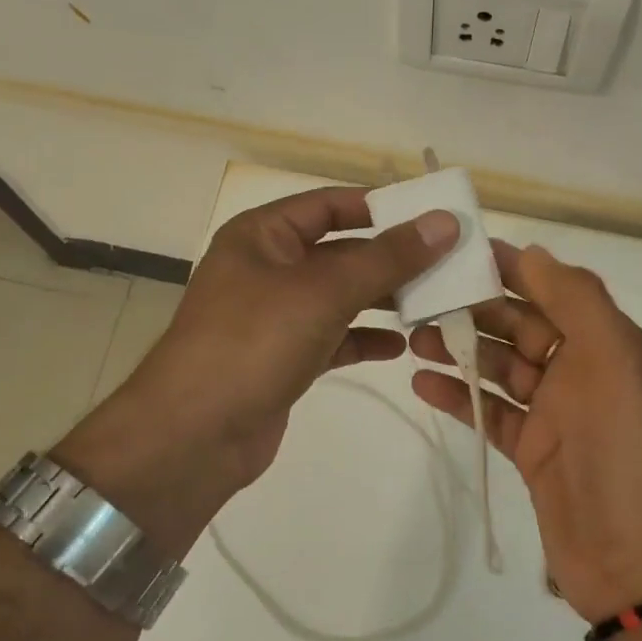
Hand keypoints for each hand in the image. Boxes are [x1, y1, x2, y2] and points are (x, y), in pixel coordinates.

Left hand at [54, 187, 458, 553]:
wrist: (194, 436)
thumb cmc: (255, 342)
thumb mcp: (325, 290)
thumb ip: (388, 257)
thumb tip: (445, 221)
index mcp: (262, 236)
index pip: (328, 204)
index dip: (378, 206)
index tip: (430, 215)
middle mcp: (266, 268)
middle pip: (339, 251)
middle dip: (389, 259)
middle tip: (447, 262)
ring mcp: (274, 316)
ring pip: (339, 297)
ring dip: (382, 300)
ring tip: (434, 303)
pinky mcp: (283, 358)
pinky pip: (333, 337)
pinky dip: (363, 339)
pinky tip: (400, 347)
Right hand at [409, 240, 641, 622]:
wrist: (637, 559)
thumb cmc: (626, 448)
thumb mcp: (614, 358)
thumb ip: (575, 300)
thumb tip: (531, 253)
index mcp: (608, 342)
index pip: (552, 289)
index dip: (510, 269)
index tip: (459, 254)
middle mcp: (582, 370)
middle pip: (520, 326)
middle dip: (475, 309)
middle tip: (422, 298)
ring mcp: (555, 413)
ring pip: (500, 367)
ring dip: (461, 349)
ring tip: (413, 338)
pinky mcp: (532, 451)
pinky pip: (490, 412)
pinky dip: (460, 396)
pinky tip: (423, 383)